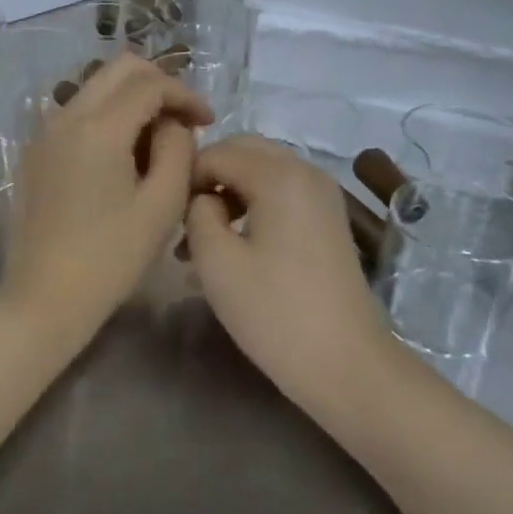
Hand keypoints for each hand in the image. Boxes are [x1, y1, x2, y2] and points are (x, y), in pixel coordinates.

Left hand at [0, 53, 211, 349]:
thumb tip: (173, 123)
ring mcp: (44, 133)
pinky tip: (123, 157)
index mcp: (98, 127)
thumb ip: (177, 149)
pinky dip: (106, 118)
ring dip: (131, 100)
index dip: (186, 94)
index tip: (208, 121)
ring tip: (157, 141)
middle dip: (158, 84)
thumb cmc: (111, 258)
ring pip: (95, 88)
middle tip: (183, 120)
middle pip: (118, 69)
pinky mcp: (35, 153)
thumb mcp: (162, 204)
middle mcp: (65, 116)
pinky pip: (77, 114)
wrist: (44, 297)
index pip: (150, 83)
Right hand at [185, 136, 392, 401]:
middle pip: (244, 152)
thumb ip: (197, 211)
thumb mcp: (216, 260)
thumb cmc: (274, 311)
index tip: (168, 215)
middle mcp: (306, 171)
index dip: (186, 177)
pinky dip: (253, 205)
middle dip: (209, 177)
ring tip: (202, 239)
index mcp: (279, 174)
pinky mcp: (329, 219)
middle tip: (184, 220)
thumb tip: (204, 198)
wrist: (344, 362)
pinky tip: (235, 245)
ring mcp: (323, 195)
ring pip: (263, 172)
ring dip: (229, 193)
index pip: (217, 152)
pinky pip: (282, 193)